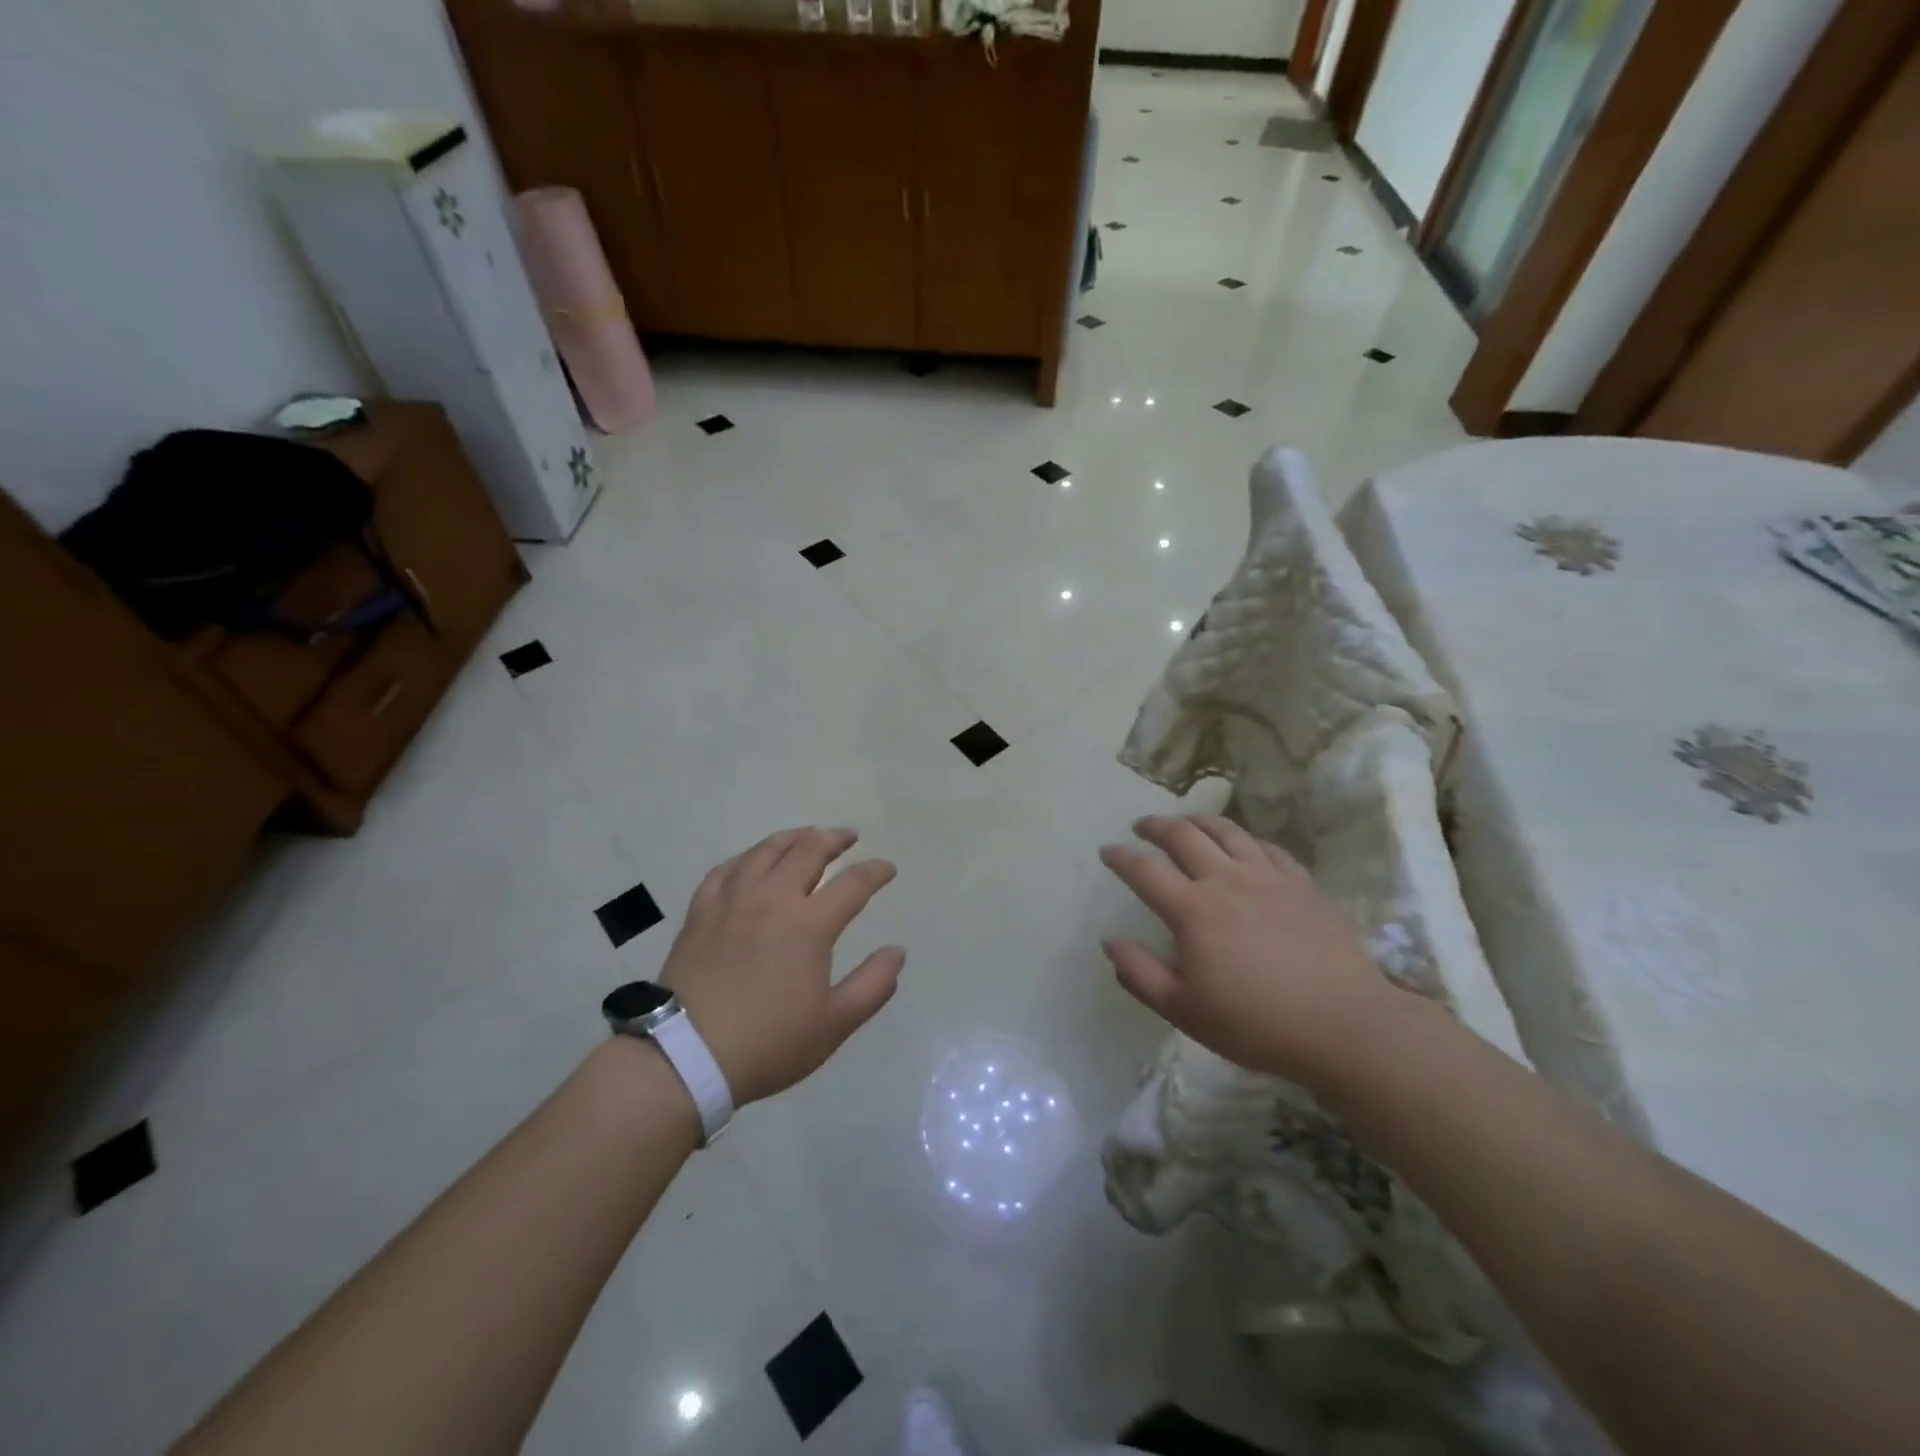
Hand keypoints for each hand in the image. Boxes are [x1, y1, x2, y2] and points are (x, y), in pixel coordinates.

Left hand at [661, 828, 904, 1105]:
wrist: (685, 1056)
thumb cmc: (768, 1042)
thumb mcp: (833, 1024)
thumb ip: (872, 985)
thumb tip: (897, 951)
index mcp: (810, 924)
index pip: (853, 883)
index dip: (875, 871)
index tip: (887, 869)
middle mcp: (773, 899)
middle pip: (808, 851)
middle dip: (834, 839)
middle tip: (849, 837)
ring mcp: (732, 901)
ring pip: (766, 850)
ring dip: (793, 837)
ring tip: (806, 836)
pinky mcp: (701, 912)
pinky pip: (726, 869)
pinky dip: (747, 858)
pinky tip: (751, 861)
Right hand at [1099, 814, 1401, 1092]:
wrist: (1344, 1025)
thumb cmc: (1256, 1024)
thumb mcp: (1184, 1010)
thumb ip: (1140, 973)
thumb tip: (1110, 941)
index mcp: (1192, 910)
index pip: (1144, 870)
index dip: (1121, 857)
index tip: (1107, 851)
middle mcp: (1226, 880)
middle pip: (1184, 836)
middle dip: (1156, 826)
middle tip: (1142, 826)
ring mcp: (1268, 877)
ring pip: (1227, 831)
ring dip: (1198, 820)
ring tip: (1186, 821)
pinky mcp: (1302, 884)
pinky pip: (1267, 848)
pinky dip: (1245, 839)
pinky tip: (1243, 845)